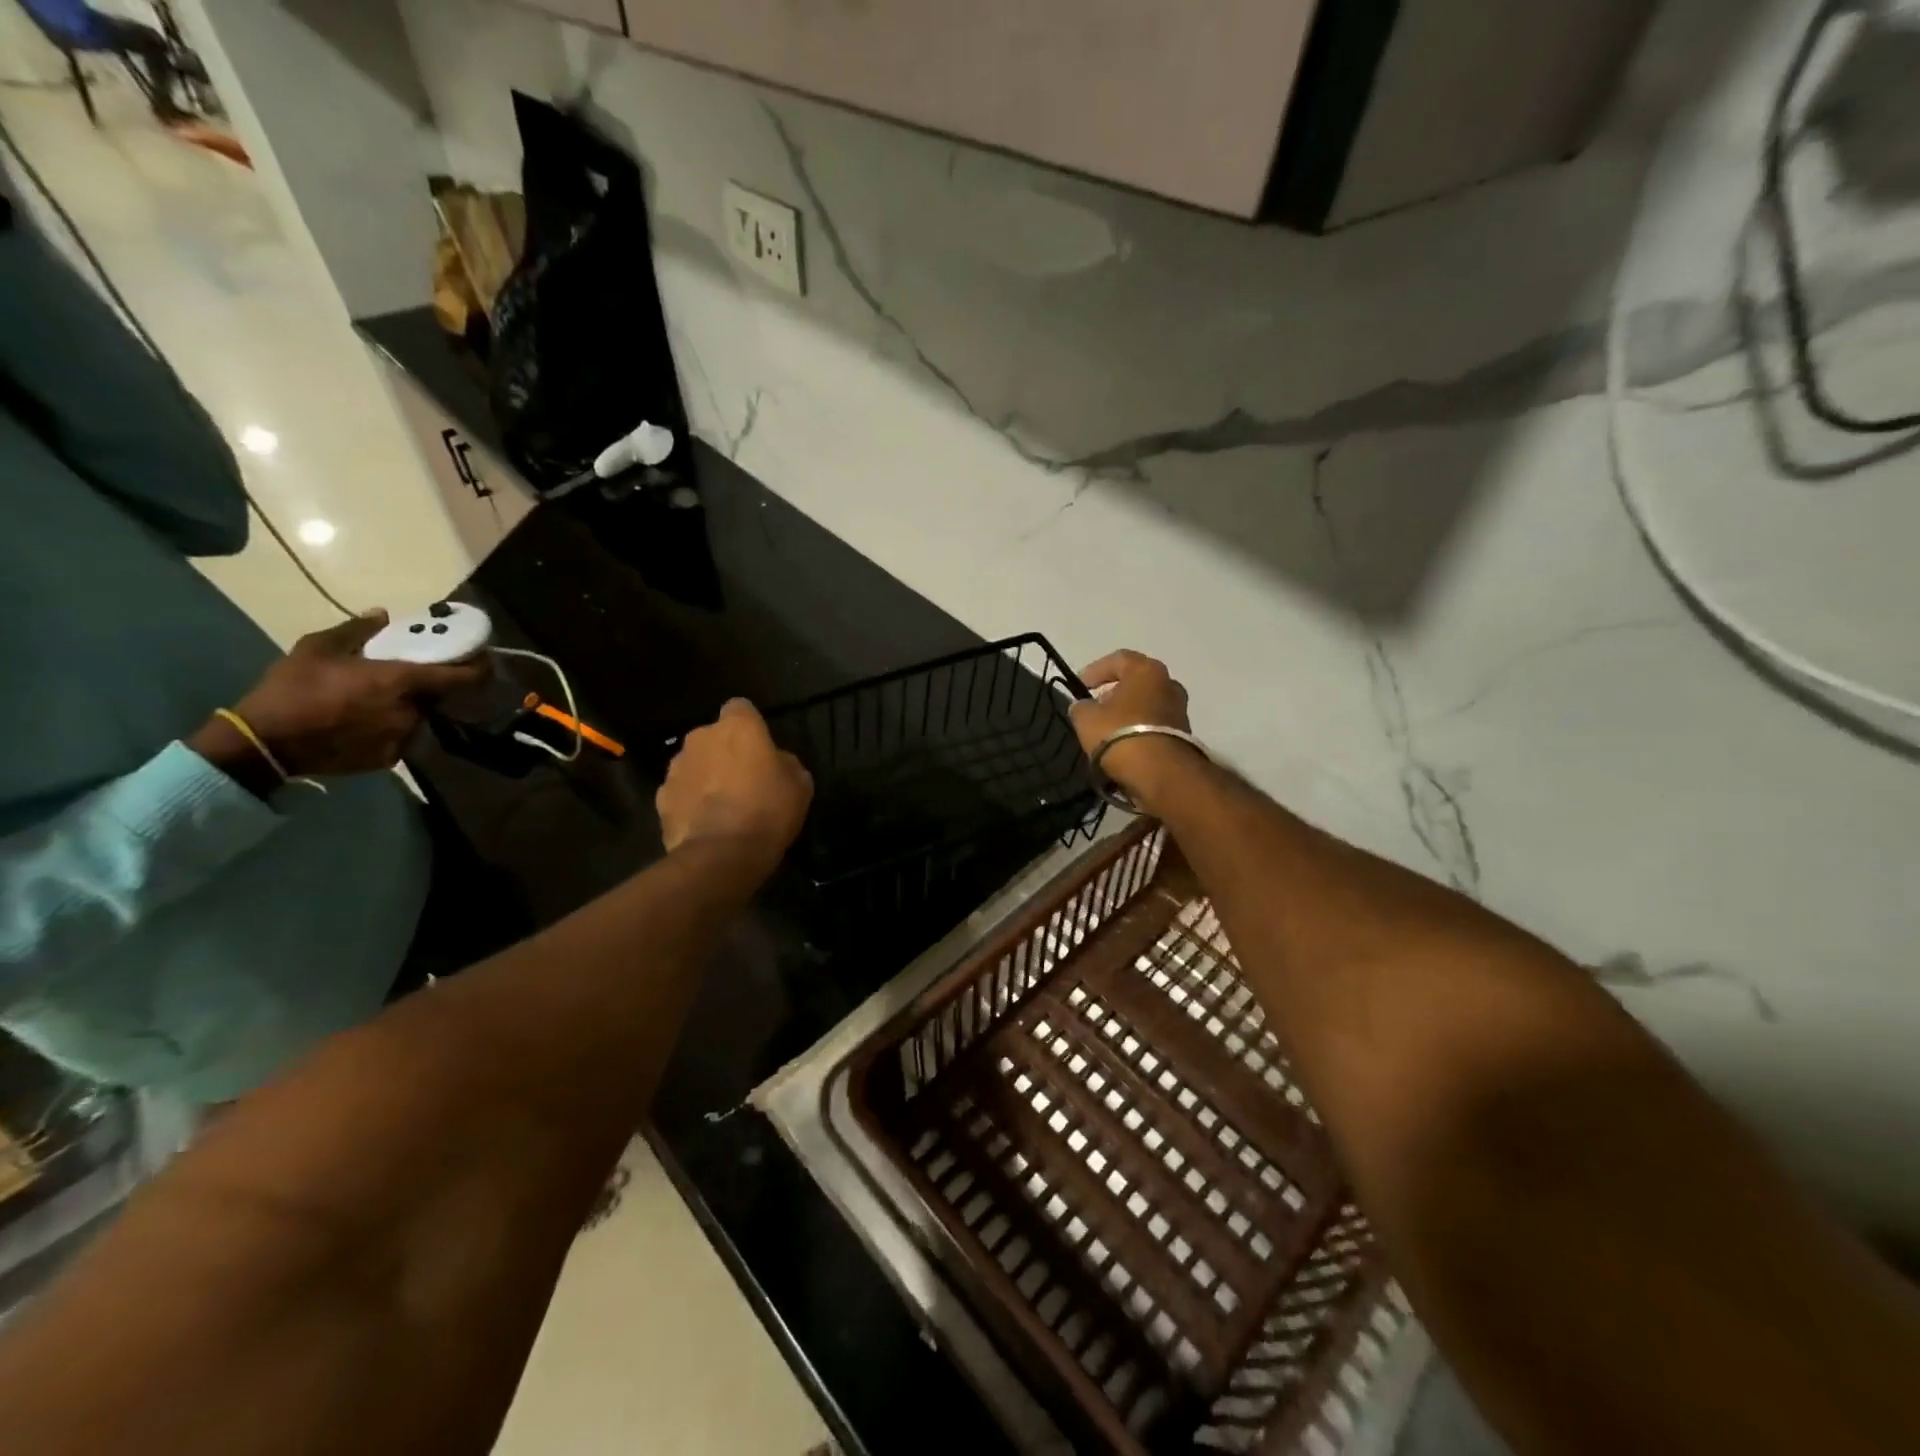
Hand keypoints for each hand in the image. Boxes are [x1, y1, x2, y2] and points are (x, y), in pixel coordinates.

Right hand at [192, 613, 488, 786]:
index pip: (463, 677)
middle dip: (428, 686)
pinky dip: (390, 728)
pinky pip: (400, 737)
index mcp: (403, 682)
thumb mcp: (317, 648)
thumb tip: (382, 615)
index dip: (478, 668)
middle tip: (406, 677)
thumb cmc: (292, 689)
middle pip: (437, 696)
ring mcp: (403, 738)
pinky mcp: (390, 759)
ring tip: (374, 701)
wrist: (264, 743)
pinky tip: (363, 723)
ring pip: (418, 717)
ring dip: (407, 707)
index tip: (481, 659)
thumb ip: (357, 630)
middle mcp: (413, 711)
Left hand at [657, 699, 812, 861]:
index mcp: (737, 727)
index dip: (749, 725)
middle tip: (742, 779)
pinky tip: (705, 823)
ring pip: (693, 764)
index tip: (759, 746)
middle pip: (712, 737)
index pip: (740, 708)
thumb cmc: (769, 811)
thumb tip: (776, 762)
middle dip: (723, 752)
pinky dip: (689, 802)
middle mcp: (700, 738)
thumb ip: (785, 763)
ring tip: (721, 806)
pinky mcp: (661, 798)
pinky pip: (680, 792)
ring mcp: (676, 768)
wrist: (722, 855)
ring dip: (705, 776)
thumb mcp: (799, 785)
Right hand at [1069, 650, 1198, 814]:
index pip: (1119, 659)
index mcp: (1146, 670)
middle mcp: (1168, 684)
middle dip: (1114, 691)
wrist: (1159, 771)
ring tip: (1107, 728)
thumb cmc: (1119, 733)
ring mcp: (1180, 710)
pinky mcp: (1183, 734)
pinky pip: (1155, 724)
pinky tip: (1123, 743)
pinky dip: (1139, 728)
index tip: (1080, 685)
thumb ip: (1081, 707)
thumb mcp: (1086, 718)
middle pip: (1137, 681)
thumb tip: (1082, 706)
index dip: (1096, 670)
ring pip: (1147, 703)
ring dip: (1128, 712)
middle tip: (1096, 705)